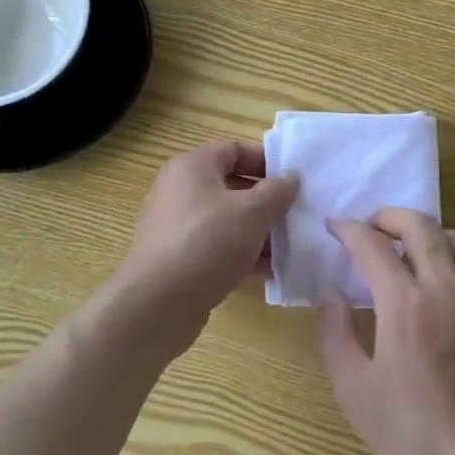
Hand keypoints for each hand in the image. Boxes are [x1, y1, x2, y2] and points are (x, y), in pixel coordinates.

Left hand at [114, 142, 298, 346]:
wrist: (158, 304)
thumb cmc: (208, 242)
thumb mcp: (253, 212)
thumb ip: (278, 191)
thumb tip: (291, 178)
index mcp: (192, 168)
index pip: (234, 150)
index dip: (265, 160)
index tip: (293, 177)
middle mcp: (179, 192)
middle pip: (231, 187)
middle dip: (266, 201)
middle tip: (295, 213)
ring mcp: (176, 228)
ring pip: (226, 221)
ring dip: (258, 232)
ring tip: (289, 246)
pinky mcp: (178, 261)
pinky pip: (216, 249)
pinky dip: (241, 256)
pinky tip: (270, 272)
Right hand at [318, 209, 454, 454]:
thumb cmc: (409, 429)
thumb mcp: (353, 388)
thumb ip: (335, 332)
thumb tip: (330, 292)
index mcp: (405, 303)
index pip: (372, 245)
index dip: (350, 230)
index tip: (335, 227)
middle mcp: (445, 287)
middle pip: (419, 225)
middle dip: (389, 216)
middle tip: (371, 228)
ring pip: (453, 238)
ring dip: (424, 234)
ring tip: (406, 251)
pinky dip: (449, 258)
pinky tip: (438, 284)